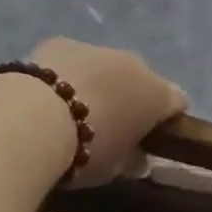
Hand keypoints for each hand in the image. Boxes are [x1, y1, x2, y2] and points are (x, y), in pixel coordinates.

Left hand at [30, 38, 187, 186]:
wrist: (35, 119)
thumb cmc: (86, 151)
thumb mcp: (114, 169)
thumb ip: (131, 160)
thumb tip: (138, 158)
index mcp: (156, 94)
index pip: (176, 101)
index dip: (167, 118)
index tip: (152, 136)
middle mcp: (133, 64)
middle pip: (139, 79)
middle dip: (129, 98)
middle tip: (109, 126)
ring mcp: (98, 48)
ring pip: (106, 66)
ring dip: (97, 83)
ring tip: (72, 111)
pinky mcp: (62, 42)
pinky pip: (73, 60)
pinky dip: (67, 73)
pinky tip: (47, 96)